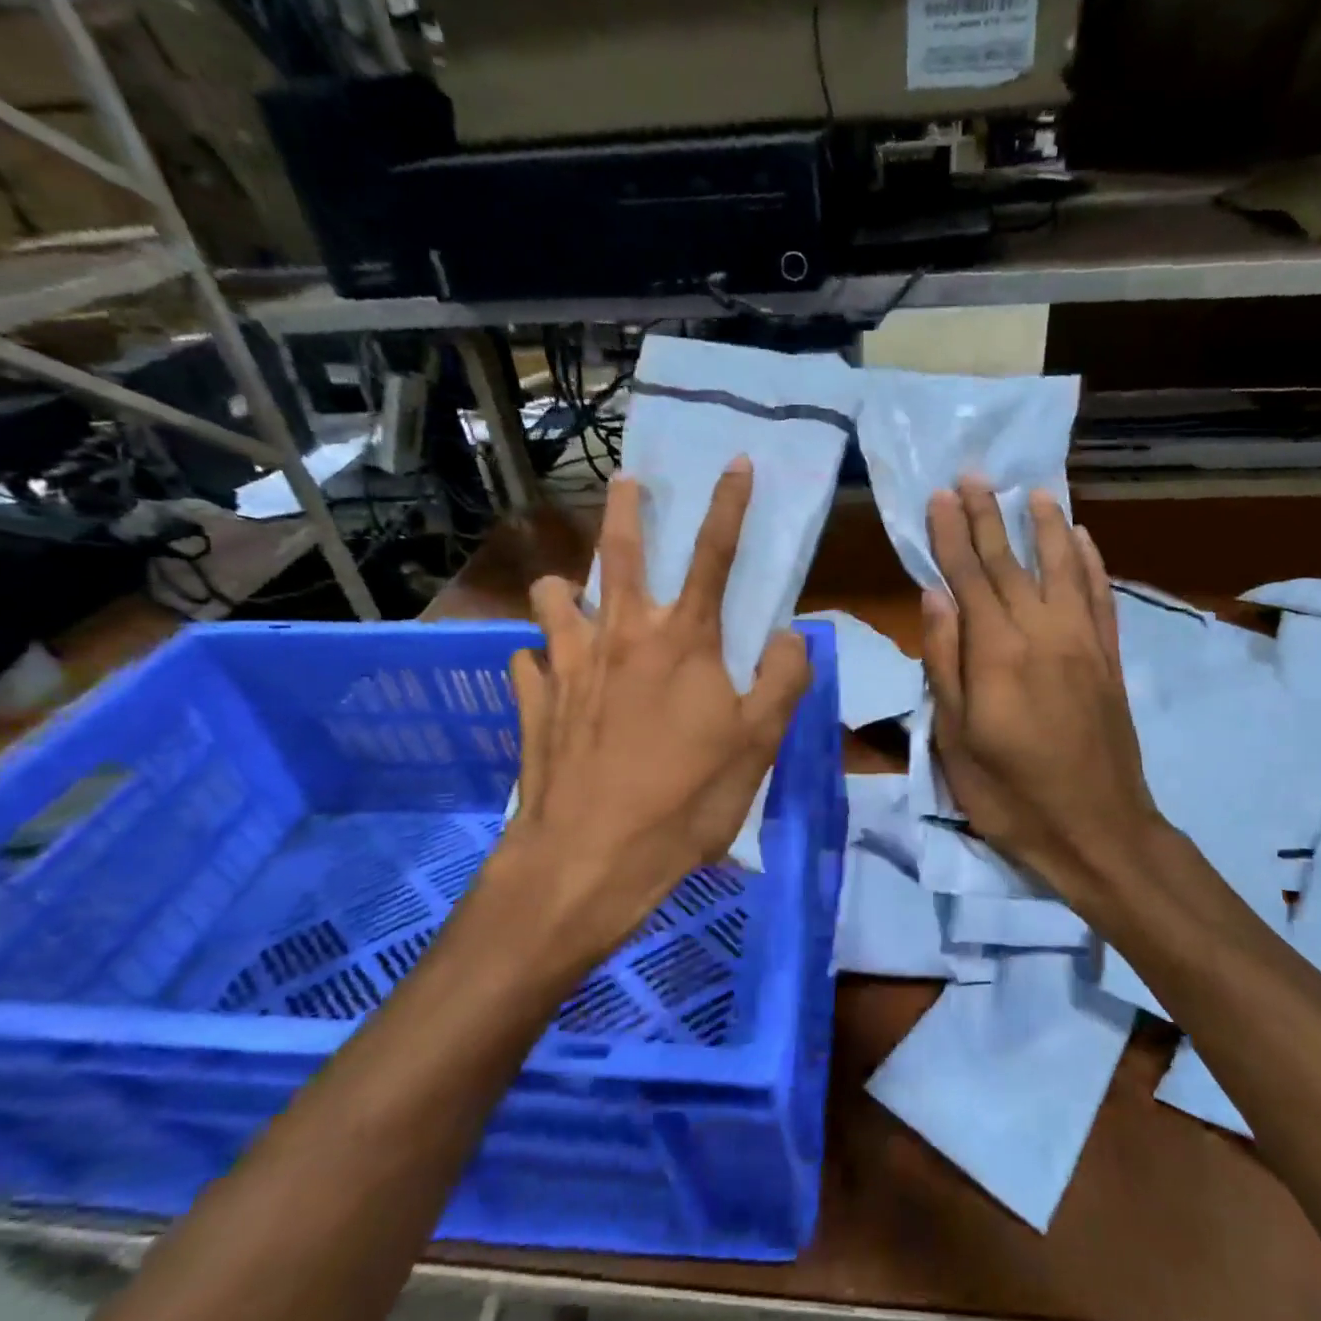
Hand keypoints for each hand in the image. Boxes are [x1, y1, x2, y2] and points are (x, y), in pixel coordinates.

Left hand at [473, 458, 812, 970]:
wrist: (590, 859)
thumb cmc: (686, 799)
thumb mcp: (759, 745)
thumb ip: (785, 680)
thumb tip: (792, 635)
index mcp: (683, 640)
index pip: (715, 554)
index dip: (731, 505)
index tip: (736, 462)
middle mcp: (621, 635)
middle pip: (621, 551)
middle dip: (625, 508)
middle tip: (625, 480)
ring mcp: (568, 665)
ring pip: (554, 597)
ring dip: (567, 589)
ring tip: (577, 599)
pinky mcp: (532, 701)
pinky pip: (528, 663)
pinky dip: (540, 662)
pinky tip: (549, 680)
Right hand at [921, 479, 1162, 912]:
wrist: (1098, 831)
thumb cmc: (1011, 794)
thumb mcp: (957, 739)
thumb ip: (945, 662)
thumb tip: (934, 596)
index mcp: (998, 653)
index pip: (970, 578)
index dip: (952, 535)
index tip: (941, 496)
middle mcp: (1044, 634)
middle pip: (1012, 564)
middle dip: (989, 517)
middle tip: (975, 476)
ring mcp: (1083, 644)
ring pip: (1064, 569)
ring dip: (1047, 527)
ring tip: (1034, 492)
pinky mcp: (1109, 661)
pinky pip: (1101, 599)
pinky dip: (1092, 564)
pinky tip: (1084, 541)